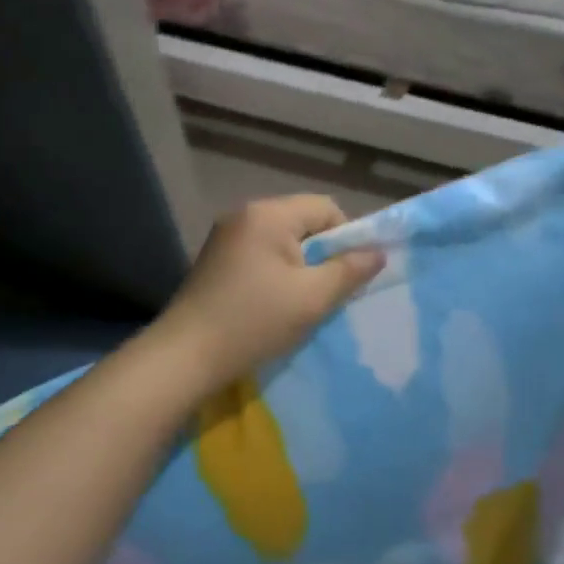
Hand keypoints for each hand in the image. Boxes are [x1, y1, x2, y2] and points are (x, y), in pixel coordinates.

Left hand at [155, 195, 385, 388]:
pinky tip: (274, 304)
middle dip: (323, 254)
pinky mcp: (215, 260)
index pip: (326, 208)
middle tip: (327, 292)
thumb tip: (378, 252)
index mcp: (268, 214)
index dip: (347, 238)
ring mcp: (225, 236)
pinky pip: (260, 255)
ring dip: (300, 266)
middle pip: (303, 222)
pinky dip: (276, 273)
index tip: (348, 276)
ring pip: (282, 241)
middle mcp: (244, 214)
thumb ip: (349, 271)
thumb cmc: (254, 322)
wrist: (186, 356)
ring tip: (302, 301)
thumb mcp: (312, 298)